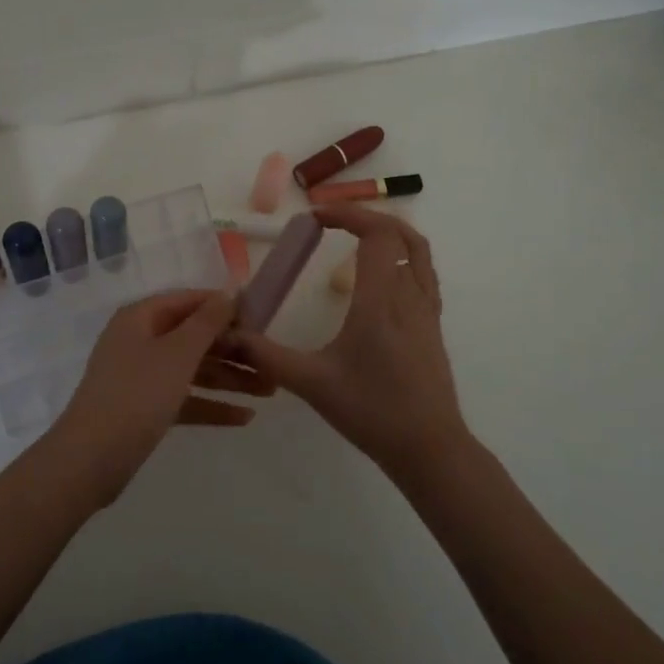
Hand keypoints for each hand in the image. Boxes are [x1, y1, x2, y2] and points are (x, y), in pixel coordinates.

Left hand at [48, 290, 271, 504]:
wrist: (90, 459)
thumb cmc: (137, 395)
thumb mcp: (177, 354)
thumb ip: (206, 322)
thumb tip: (227, 295)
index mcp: (141, 318)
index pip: (189, 301)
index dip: (223, 307)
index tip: (260, 319)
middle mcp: (140, 340)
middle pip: (193, 337)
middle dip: (233, 350)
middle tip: (271, 362)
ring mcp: (141, 376)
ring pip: (193, 369)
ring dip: (229, 378)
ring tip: (269, 391)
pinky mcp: (145, 408)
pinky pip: (185, 398)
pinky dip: (211, 405)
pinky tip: (245, 418)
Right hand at [231, 205, 468, 480]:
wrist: (429, 448)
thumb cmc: (371, 413)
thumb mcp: (312, 384)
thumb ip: (268, 357)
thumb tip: (231, 336)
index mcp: (379, 302)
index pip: (377, 235)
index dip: (348, 214)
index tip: (316, 217)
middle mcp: (408, 296)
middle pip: (402, 233)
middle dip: (366, 216)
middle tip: (332, 220)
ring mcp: (426, 310)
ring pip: (418, 250)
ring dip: (388, 232)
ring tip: (355, 235)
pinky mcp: (432, 325)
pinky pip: (423, 272)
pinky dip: (401, 255)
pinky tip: (378, 275)